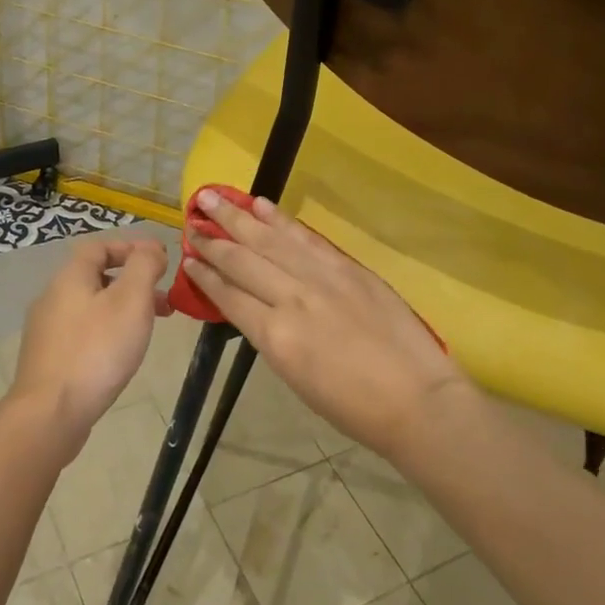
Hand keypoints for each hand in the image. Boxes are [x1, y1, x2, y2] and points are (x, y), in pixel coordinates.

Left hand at [9, 237, 169, 458]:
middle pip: (96, 277)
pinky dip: (107, 331)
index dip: (130, 247)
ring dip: (123, 309)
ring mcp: (47, 330)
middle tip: (164, 300)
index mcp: (70, 277)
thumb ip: (144, 266)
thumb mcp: (131, 300)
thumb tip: (151, 247)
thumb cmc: (97, 350)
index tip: (159, 261)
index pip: (99, 246)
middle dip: (133, 283)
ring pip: (91, 306)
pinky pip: (82, 332)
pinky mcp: (48, 359)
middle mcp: (53, 297)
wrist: (51, 413)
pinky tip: (121, 354)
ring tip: (149, 329)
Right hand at [181, 190, 472, 457]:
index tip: (188, 259)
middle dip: (213, 240)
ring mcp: (322, 278)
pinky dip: (282, 220)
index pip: (229, 296)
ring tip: (212, 198)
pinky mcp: (348, 268)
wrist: (417, 399)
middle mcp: (292, 299)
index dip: (205, 276)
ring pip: (270, 241)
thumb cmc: (353, 407)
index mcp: (275, 337)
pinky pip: (307, 238)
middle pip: (243, 261)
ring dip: (238, 217)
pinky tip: (262, 206)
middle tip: (191, 221)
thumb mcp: (297, 379)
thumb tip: (258, 309)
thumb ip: (273, 338)